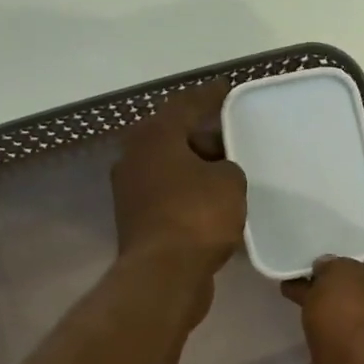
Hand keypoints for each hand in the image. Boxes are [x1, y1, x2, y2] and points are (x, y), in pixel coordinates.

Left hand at [112, 82, 247, 281]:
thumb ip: (228, 167)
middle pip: (173, 136)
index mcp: (154, 136)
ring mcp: (131, 192)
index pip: (185, 104)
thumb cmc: (197, 217)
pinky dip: (189, 195)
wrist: (164, 274)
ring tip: (227, 173)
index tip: (227, 89)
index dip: (209, 96)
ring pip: (169, 168)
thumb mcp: (230, 182)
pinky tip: (212, 203)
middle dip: (202, 137)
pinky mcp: (136, 221)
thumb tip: (216, 173)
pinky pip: (169, 196)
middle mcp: (134, 158)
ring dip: (195, 169)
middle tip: (232, 138)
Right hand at [282, 257, 363, 363]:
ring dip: (334, 314)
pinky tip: (303, 331)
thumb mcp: (338, 273)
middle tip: (309, 278)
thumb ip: (332, 266)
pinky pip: (347, 345)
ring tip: (296, 300)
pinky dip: (328, 339)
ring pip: (359, 321)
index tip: (334, 261)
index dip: (362, 261)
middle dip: (343, 289)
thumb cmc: (357, 315)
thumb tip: (327, 269)